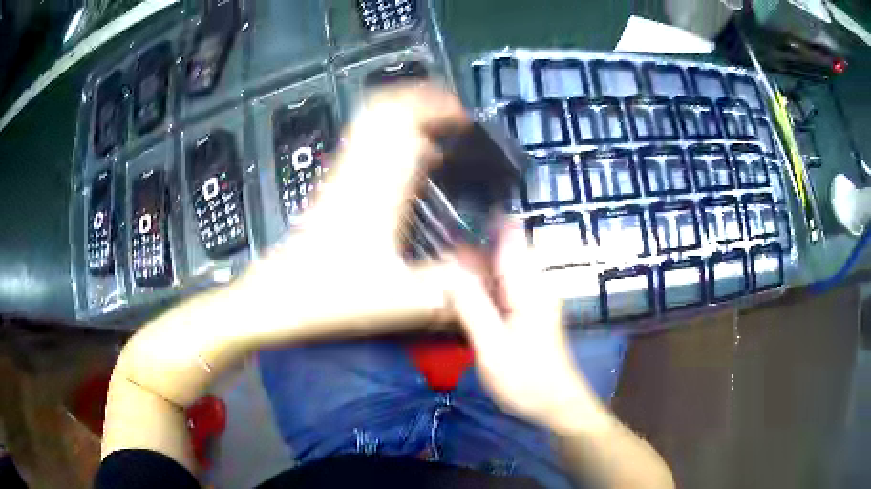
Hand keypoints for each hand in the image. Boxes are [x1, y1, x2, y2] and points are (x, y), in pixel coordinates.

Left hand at [236, 84, 471, 342]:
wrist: (278, 297)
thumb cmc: (329, 296)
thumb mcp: (398, 300)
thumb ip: (448, 286)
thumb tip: (485, 270)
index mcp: (378, 192)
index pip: (408, 126)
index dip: (438, 111)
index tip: (464, 115)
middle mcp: (357, 173)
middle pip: (385, 109)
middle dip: (420, 100)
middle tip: (448, 112)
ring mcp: (340, 176)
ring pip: (368, 121)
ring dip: (401, 111)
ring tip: (429, 124)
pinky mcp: (330, 187)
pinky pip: (358, 142)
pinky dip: (383, 133)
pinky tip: (397, 156)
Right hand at [449, 221, 605, 429]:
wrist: (556, 405)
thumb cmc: (526, 378)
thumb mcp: (492, 346)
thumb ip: (471, 306)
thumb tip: (449, 271)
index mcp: (527, 285)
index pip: (509, 235)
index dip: (483, 220)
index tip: (454, 216)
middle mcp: (532, 285)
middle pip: (499, 252)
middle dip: (468, 250)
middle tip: (435, 258)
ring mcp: (531, 299)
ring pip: (498, 272)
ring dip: (471, 272)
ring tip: (441, 277)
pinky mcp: (527, 313)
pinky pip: (501, 290)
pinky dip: (479, 290)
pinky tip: (461, 301)